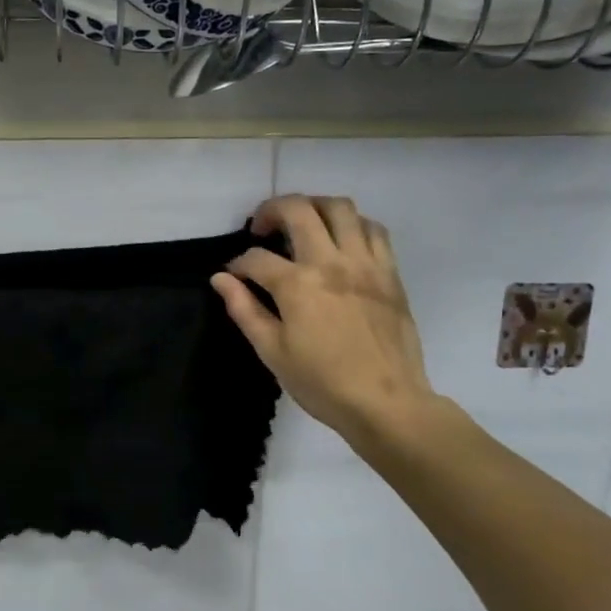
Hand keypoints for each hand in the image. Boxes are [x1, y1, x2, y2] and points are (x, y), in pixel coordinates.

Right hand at [211, 195, 447, 449]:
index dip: (238, 264)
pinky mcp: (389, 272)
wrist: (387, 403)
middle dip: (272, 210)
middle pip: (298, 209)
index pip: (256, 258)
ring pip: (340, 207)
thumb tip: (220, 279)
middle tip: (263, 227)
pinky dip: (353, 225)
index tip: (235, 275)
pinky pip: (373, 229)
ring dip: (315, 206)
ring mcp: (364, 263)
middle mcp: (330, 263)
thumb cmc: (323, 383)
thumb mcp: (272, 352)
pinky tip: (342, 240)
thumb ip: (244, 309)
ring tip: (303, 223)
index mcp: (297, 285)